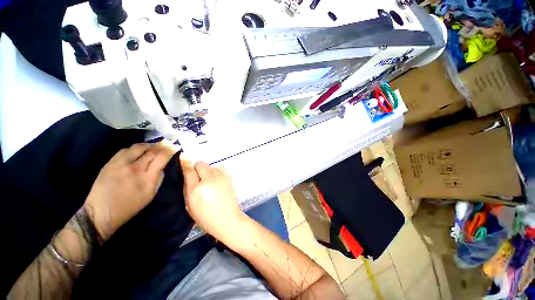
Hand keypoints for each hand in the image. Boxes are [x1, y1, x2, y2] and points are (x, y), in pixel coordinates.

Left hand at [84, 142, 178, 240]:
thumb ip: (159, 178)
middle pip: (152, 150)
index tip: (175, 146)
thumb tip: (162, 166)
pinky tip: (138, 151)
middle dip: (162, 145)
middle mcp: (135, 168)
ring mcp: (121, 164)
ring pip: (138, 147)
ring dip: (149, 145)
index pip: (162, 158)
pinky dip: (135, 148)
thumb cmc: (130, 206)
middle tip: (168, 143)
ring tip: (154, 146)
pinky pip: (125, 150)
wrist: (101, 212)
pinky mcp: (110, 162)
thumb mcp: (151, 195)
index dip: (170, 150)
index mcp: (147, 178)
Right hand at [180, 158, 246, 243]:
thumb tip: (187, 173)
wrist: (228, 218)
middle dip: (197, 169)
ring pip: (210, 166)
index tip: (183, 157)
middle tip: (199, 178)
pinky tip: (218, 181)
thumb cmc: (206, 217)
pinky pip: (219, 168)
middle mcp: (209, 180)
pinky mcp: (229, 177)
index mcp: (196, 190)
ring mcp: (221, 177)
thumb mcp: (190, 206)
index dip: (185, 163)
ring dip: (208, 171)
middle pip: (200, 164)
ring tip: (210, 182)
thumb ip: (187, 188)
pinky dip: (217, 172)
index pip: (189, 170)